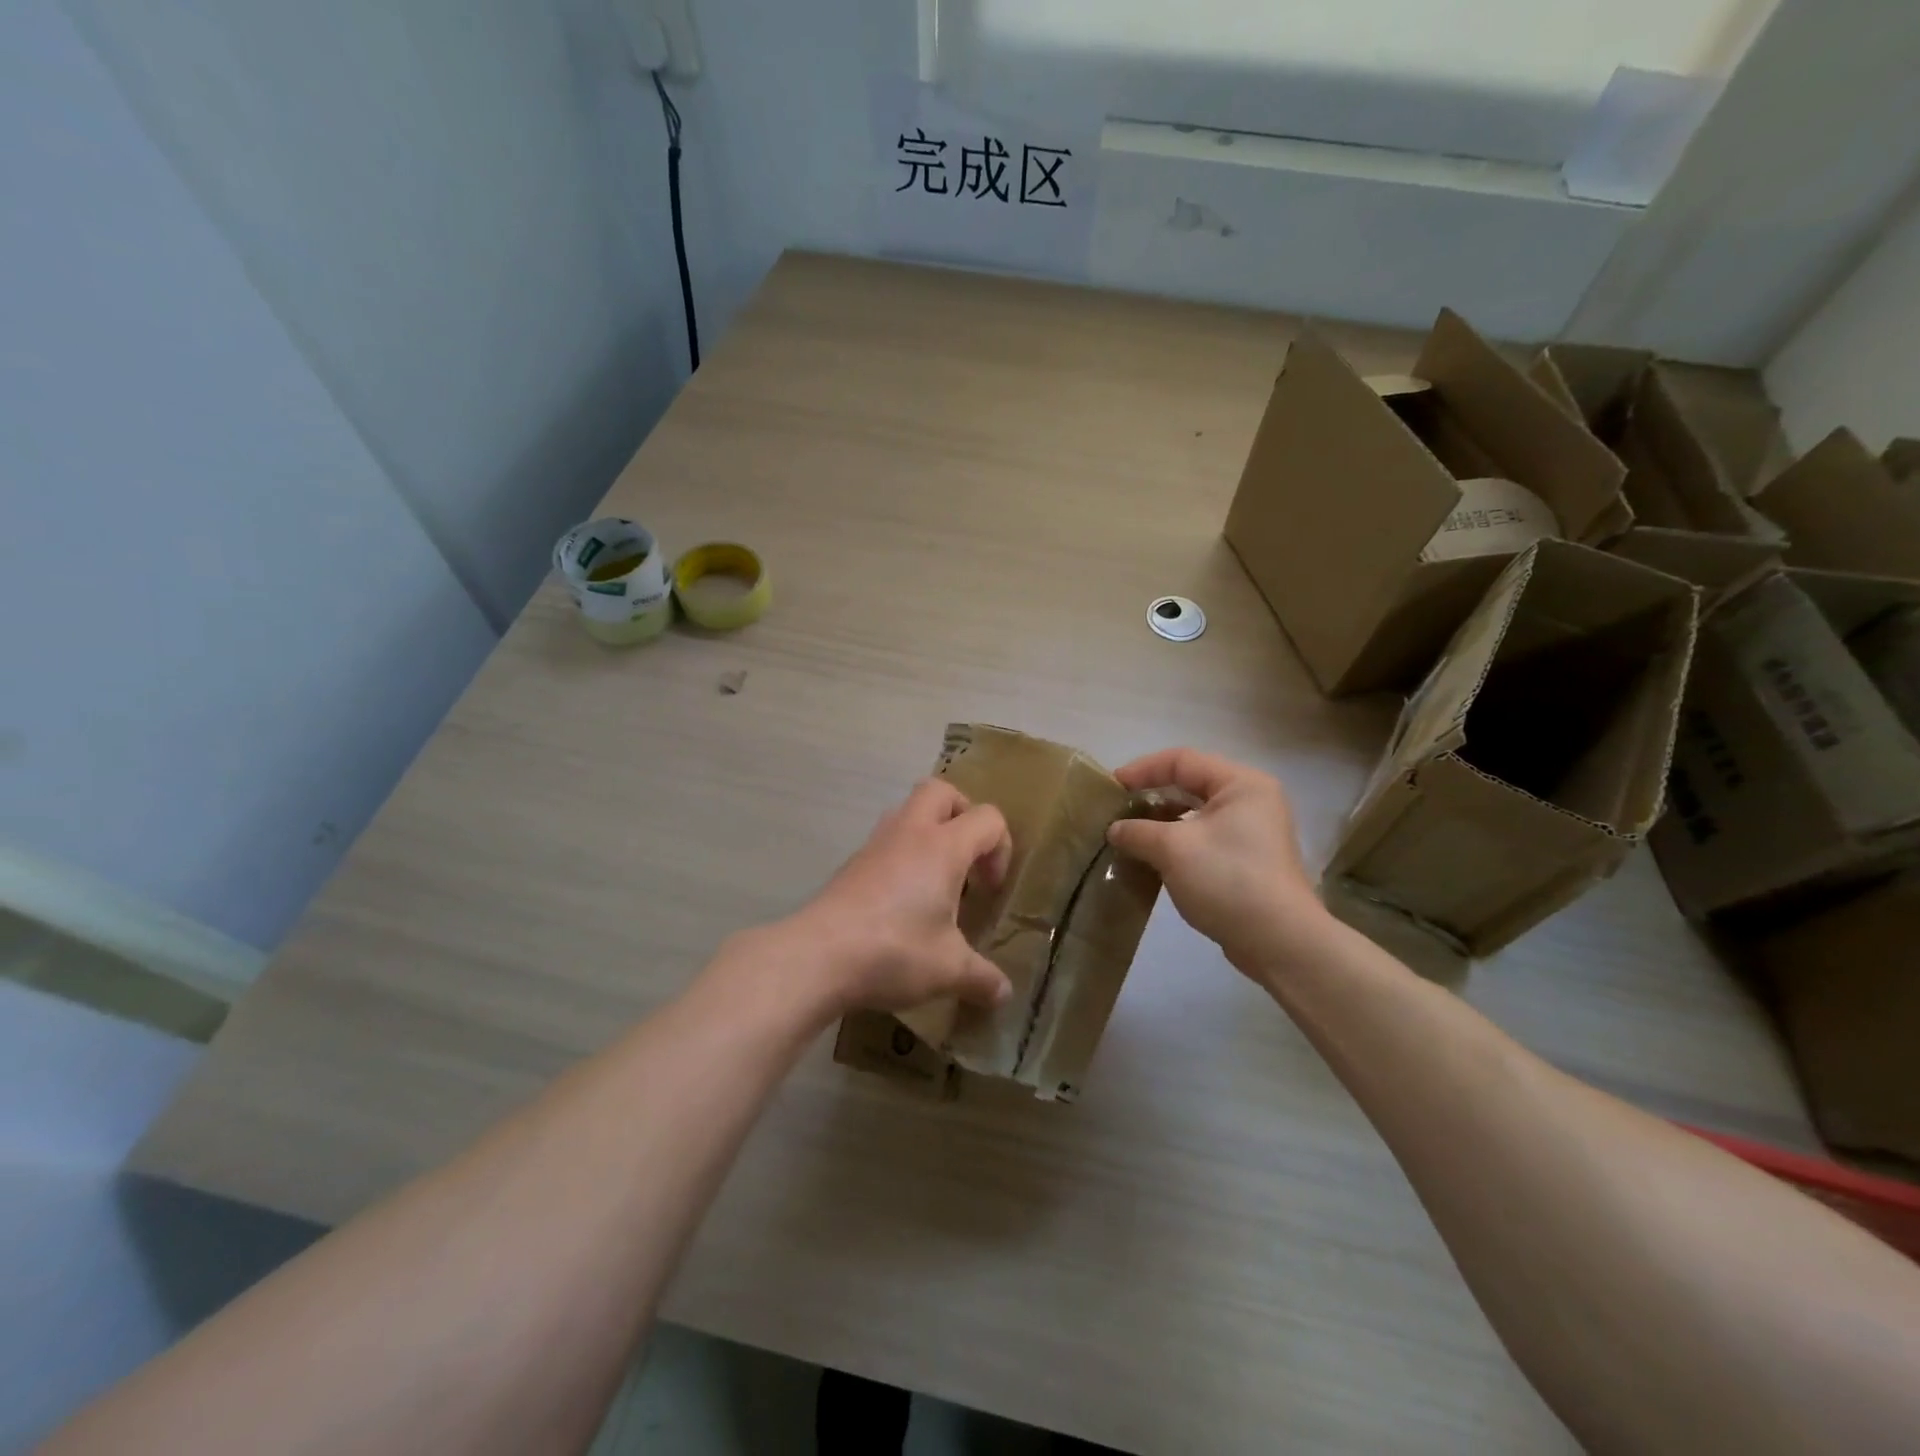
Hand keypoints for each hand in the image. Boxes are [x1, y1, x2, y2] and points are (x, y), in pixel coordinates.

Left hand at [782, 779, 1014, 1016]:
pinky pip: (886, 841)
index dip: (1000, 848)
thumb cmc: (894, 952)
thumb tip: (1004, 993)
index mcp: (943, 847)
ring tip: (935, 881)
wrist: (817, 956)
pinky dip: (903, 856)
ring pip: (908, 811)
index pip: (988, 818)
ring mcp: (875, 844)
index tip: (990, 889)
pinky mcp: (852, 864)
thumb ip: (982, 978)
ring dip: (929, 833)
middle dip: (962, 815)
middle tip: (967, 858)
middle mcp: (909, 832)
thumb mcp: (949, 970)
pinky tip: (902, 901)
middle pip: (941, 792)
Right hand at [1107, 748, 1328, 974]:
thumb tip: (1115, 829)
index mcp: (1241, 784)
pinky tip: (1153, 859)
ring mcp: (1252, 832)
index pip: (1182, 760)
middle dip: (1151, 796)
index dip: (1143, 769)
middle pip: (1191, 784)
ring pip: (1196, 814)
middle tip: (1118, 810)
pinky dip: (1176, 843)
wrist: (1279, 941)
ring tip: (1130, 836)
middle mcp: (1251, 800)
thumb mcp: (1173, 849)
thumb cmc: (1228, 879)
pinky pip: (1204, 838)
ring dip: (1161, 823)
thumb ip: (1138, 832)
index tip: (1112, 787)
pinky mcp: (1248, 861)